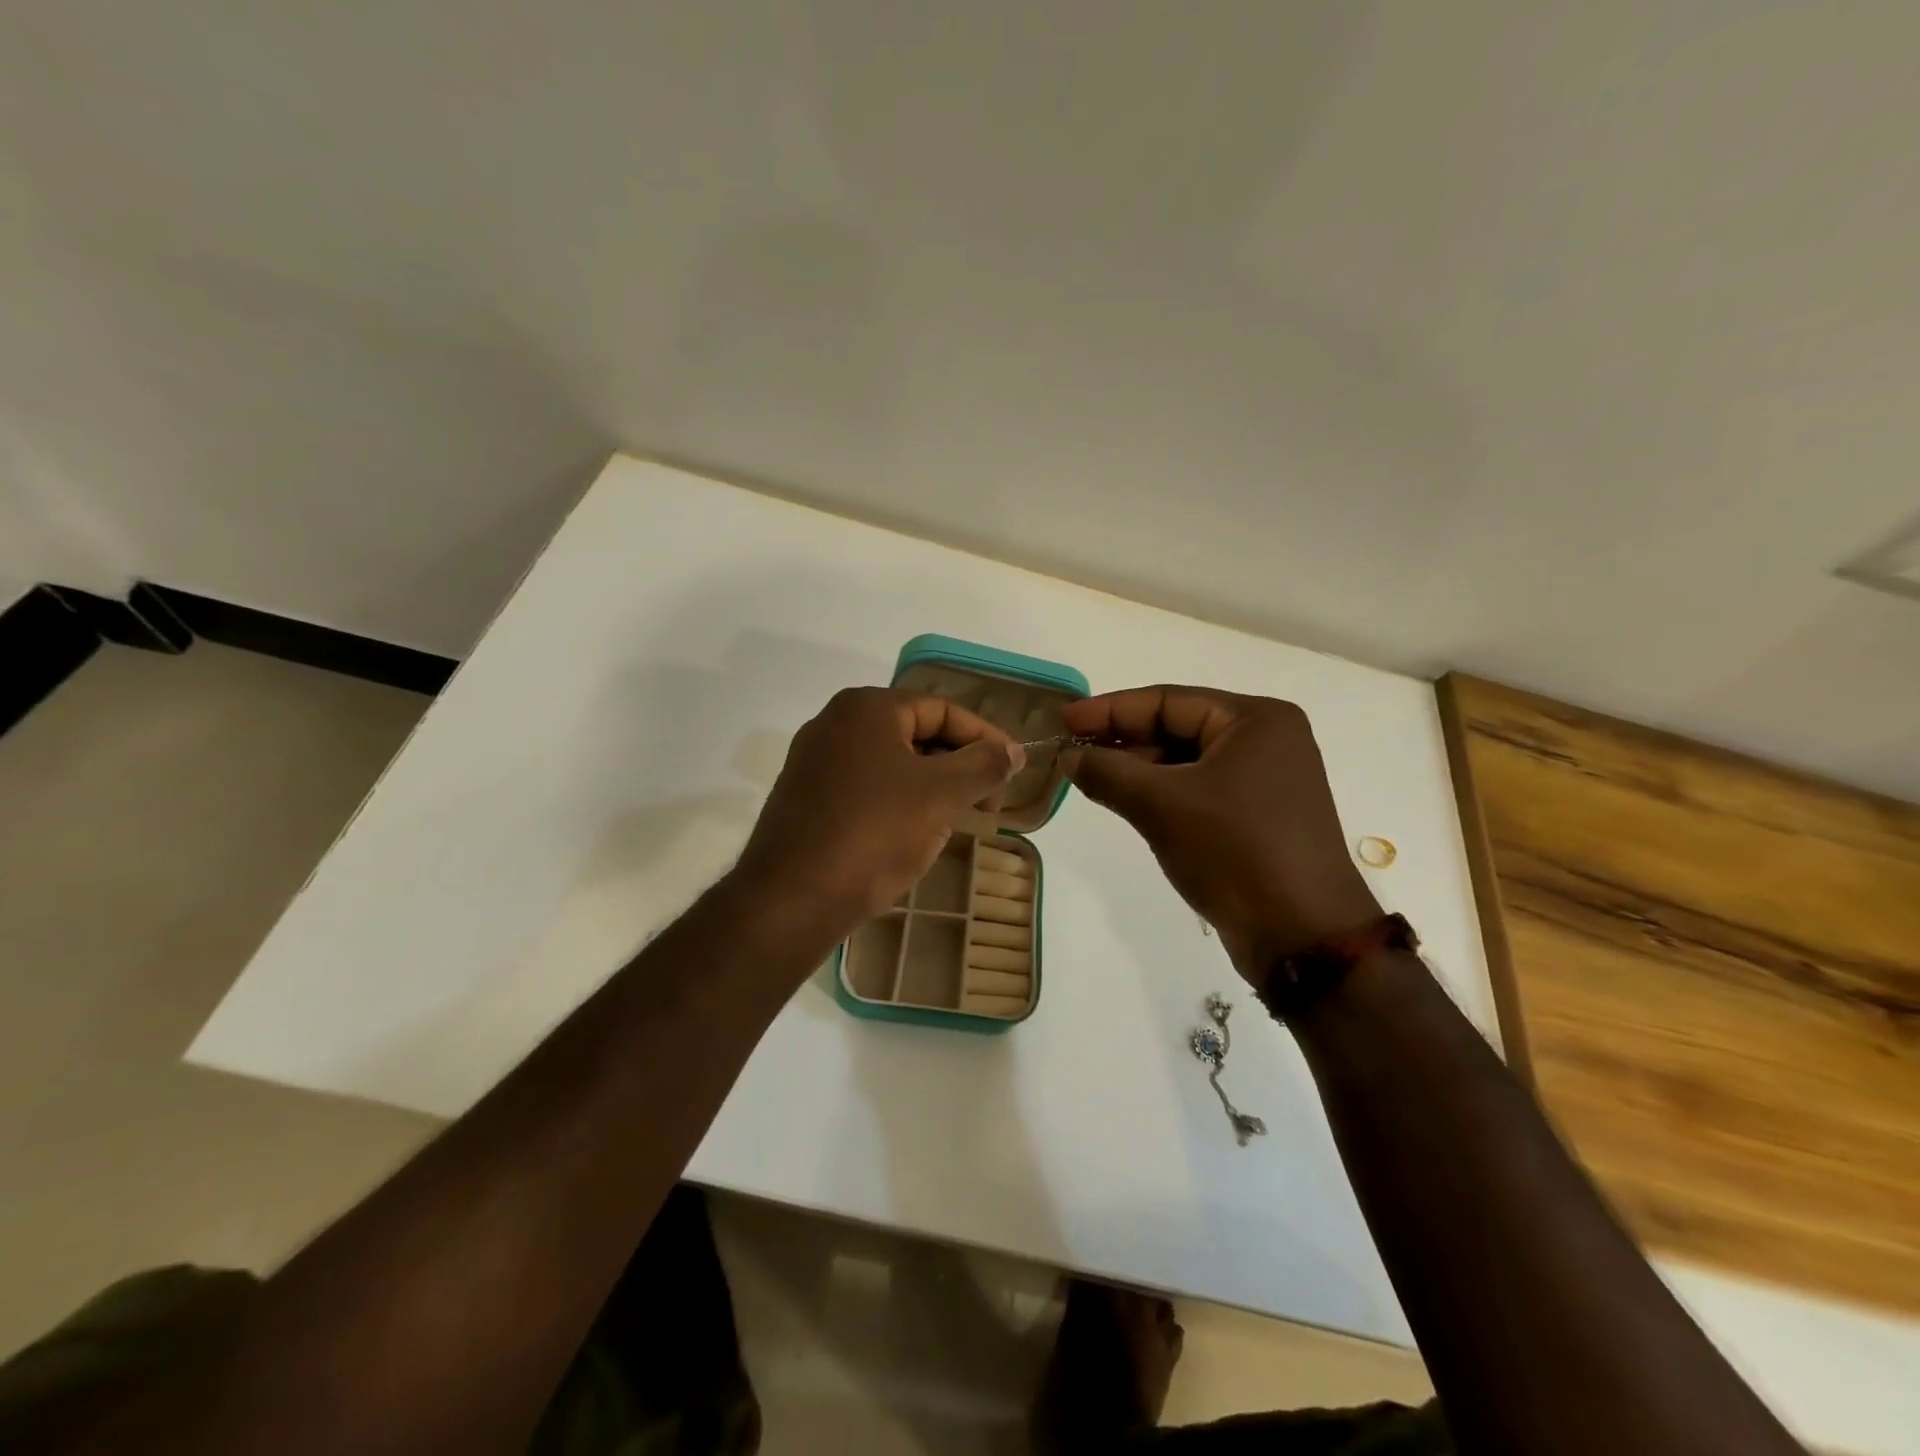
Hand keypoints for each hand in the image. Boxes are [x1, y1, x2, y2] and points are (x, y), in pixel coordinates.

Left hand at [735, 687, 1024, 928]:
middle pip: (916, 733)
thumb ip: (983, 765)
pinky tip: (914, 833)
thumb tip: (1013, 750)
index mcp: (866, 708)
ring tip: (959, 820)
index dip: (986, 738)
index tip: (1013, 771)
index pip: (943, 710)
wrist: (791, 900)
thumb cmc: (873, 834)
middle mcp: (835, 723)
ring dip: (932, 786)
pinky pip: (867, 787)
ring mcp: (814, 761)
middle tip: (989, 802)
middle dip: (959, 765)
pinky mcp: (806, 798)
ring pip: (892, 763)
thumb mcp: (940, 795)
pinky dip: (899, 801)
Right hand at [1059, 686, 1380, 981]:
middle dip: (1123, 741)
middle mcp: (1266, 740)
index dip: (1110, 710)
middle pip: (1178, 728)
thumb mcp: (1161, 806)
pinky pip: (1198, 789)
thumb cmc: (1234, 852)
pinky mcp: (1257, 815)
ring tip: (1088, 777)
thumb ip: (1108, 772)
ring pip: (1185, 761)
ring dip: (1138, 769)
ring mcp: (1265, 780)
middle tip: (1071, 750)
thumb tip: (1068, 755)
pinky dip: (1161, 793)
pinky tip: (1124, 800)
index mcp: (1255, 720)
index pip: (1168, 701)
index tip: (1064, 719)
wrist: (1302, 936)